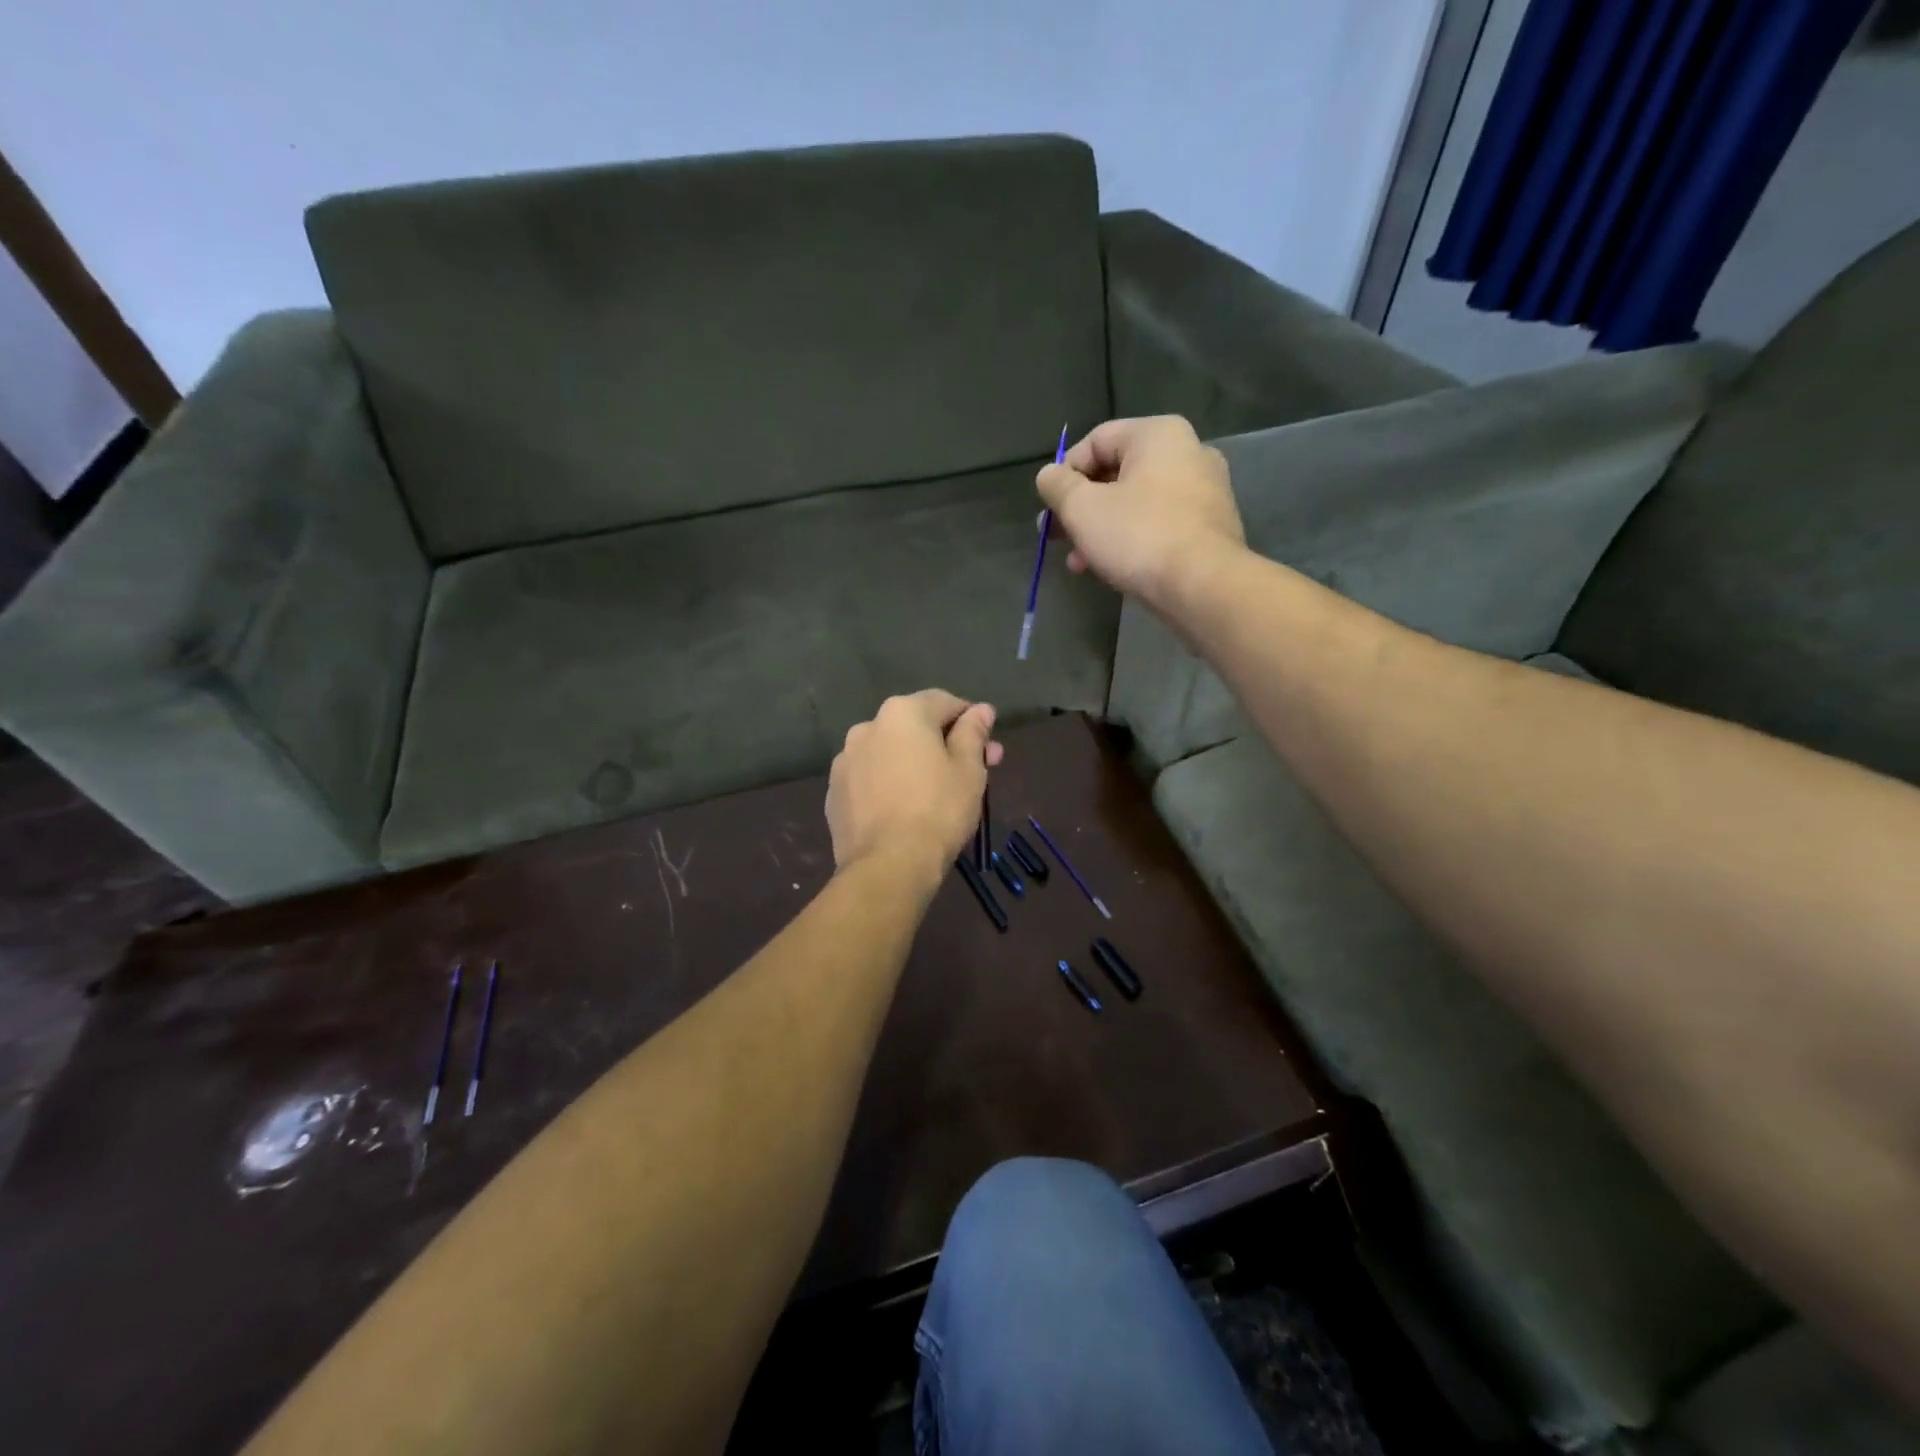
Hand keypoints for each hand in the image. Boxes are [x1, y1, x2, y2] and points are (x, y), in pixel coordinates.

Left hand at [828, 690, 1004, 880]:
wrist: (887, 866)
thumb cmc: (938, 811)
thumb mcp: (969, 770)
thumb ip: (973, 733)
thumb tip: (981, 710)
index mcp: (902, 713)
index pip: (945, 703)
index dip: (971, 721)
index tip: (988, 748)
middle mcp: (867, 726)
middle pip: (915, 727)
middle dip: (945, 744)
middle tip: (974, 771)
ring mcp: (845, 760)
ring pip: (889, 753)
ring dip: (913, 762)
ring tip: (935, 793)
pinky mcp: (834, 792)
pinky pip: (870, 778)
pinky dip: (888, 784)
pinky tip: (904, 809)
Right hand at [1035, 415, 1244, 603]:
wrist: (1204, 586)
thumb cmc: (1139, 536)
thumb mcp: (1082, 509)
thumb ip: (1058, 486)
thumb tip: (1048, 475)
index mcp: (1158, 435)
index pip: (1096, 441)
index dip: (1064, 473)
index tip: (1049, 509)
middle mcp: (1188, 452)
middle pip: (1115, 474)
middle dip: (1080, 509)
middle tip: (1056, 538)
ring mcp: (1205, 491)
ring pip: (1135, 503)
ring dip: (1100, 530)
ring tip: (1078, 563)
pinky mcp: (1210, 527)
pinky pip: (1158, 524)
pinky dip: (1131, 540)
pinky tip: (1110, 569)